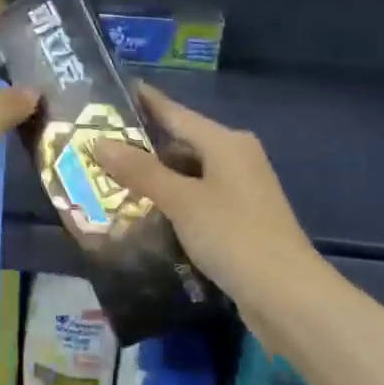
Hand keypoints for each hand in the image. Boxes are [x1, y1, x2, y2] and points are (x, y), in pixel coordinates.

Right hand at [91, 83, 322, 311]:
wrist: (285, 294)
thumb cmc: (232, 235)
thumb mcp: (181, 200)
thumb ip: (140, 170)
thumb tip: (99, 141)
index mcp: (226, 142)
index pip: (176, 113)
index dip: (145, 102)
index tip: (114, 90)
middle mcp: (236, 158)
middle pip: (182, 144)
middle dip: (142, 148)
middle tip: (98, 148)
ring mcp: (241, 190)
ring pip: (189, 174)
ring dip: (155, 179)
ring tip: (111, 181)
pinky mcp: (240, 219)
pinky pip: (197, 199)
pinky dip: (172, 202)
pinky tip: (146, 213)